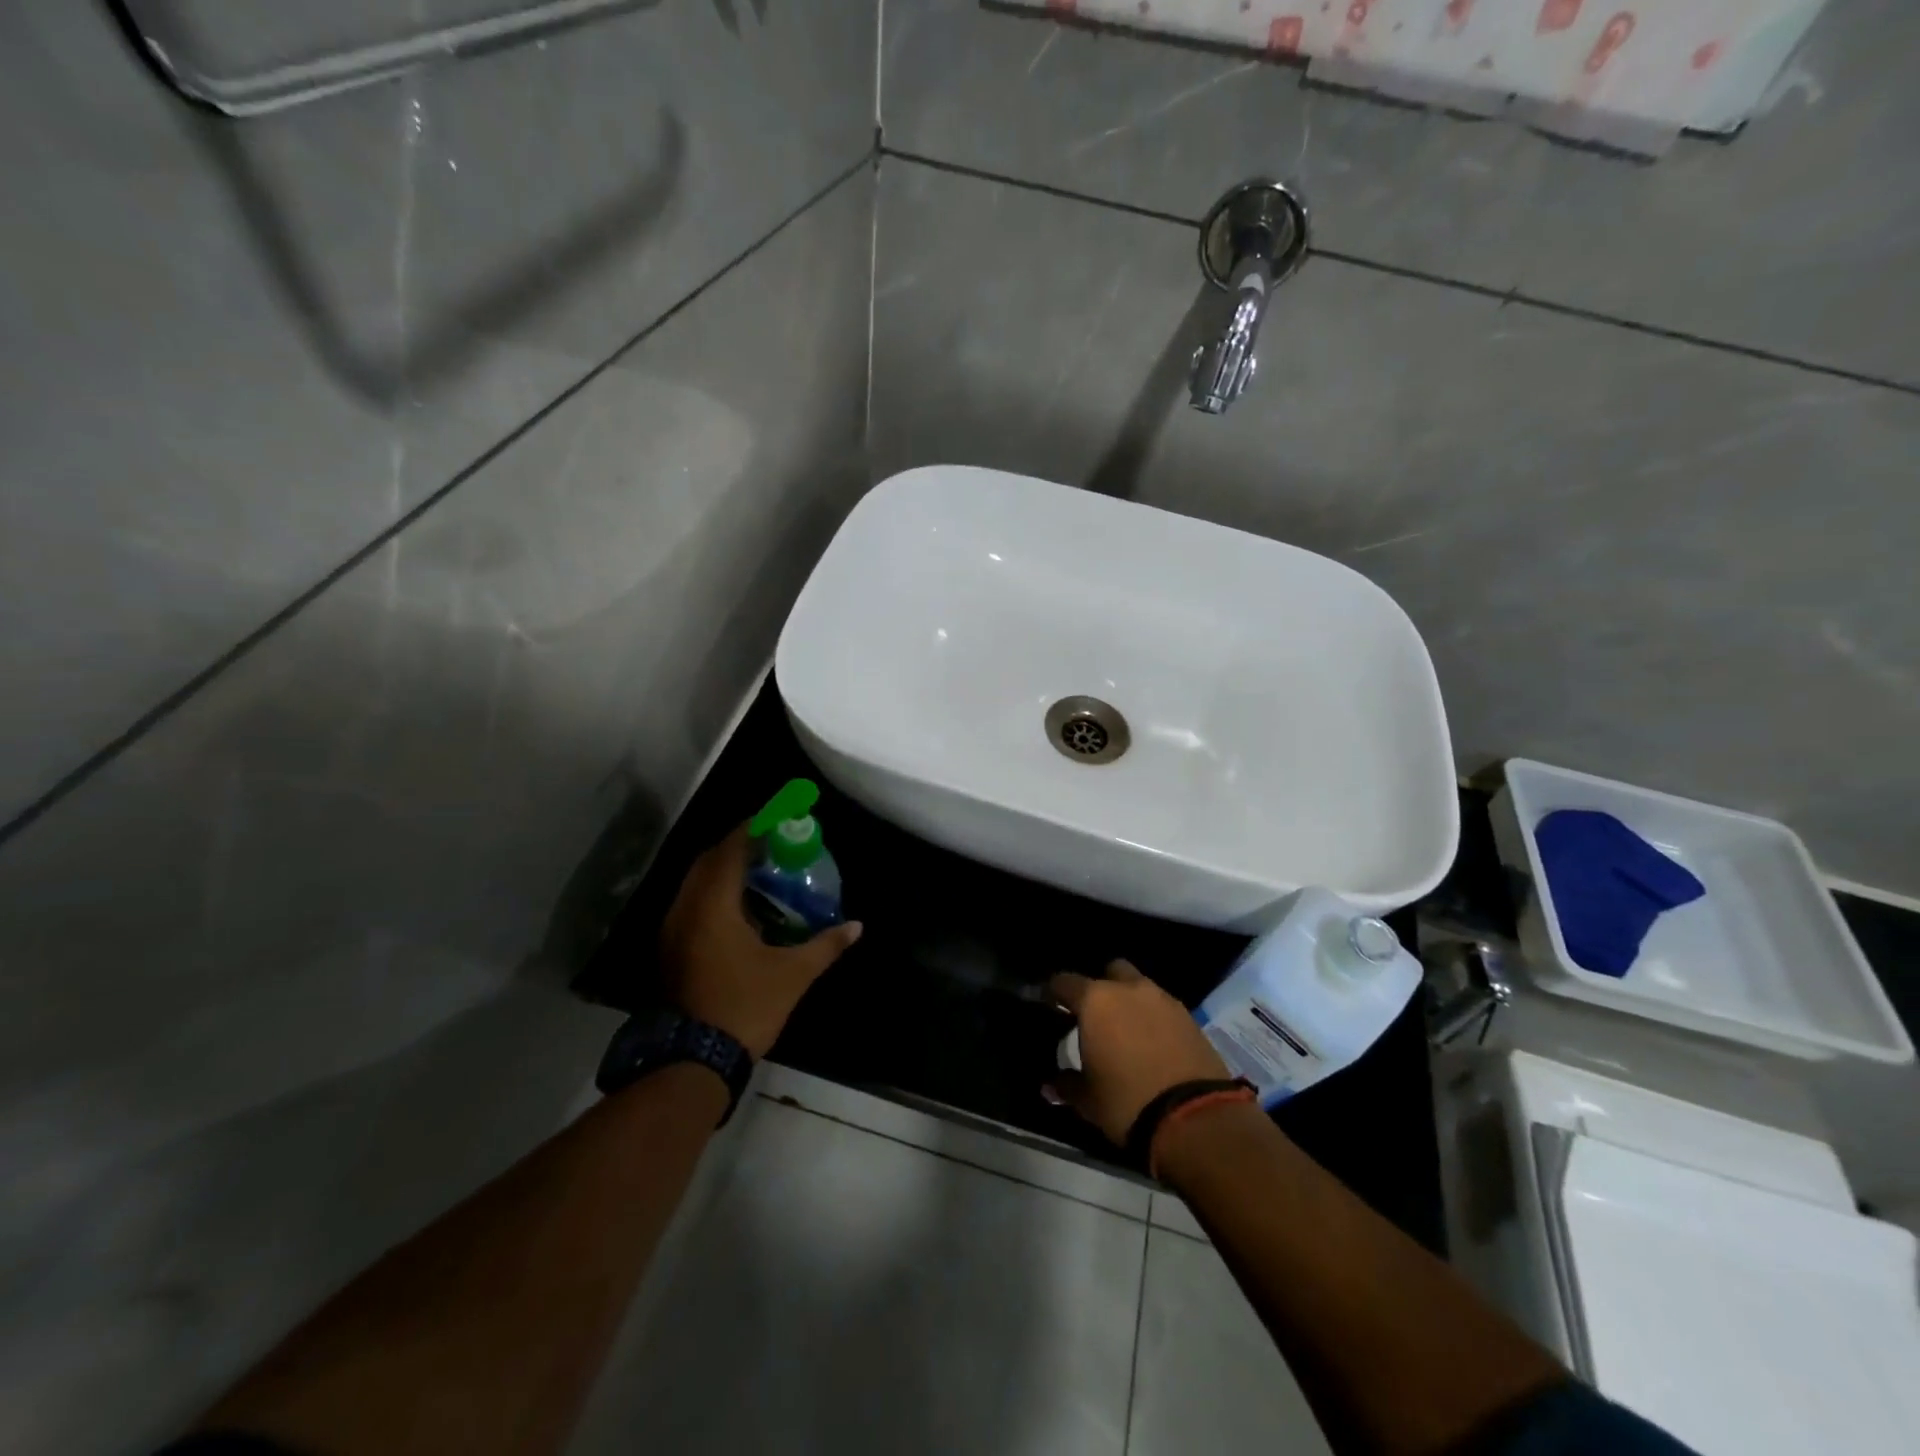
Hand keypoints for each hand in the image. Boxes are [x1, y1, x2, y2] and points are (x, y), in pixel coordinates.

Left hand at [660, 825, 862, 1058]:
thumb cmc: (744, 1007)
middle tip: (772, 843)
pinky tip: (739, 907)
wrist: (692, 1060)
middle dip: (739, 845)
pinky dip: (714, 892)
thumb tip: (857, 926)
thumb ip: (825, 945)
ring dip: (724, 869)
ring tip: (759, 870)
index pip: (731, 850)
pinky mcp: (670, 948)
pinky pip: (691, 902)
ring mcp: (672, 929)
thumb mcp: (792, 974)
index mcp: (713, 905)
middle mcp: (686, 908)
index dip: (753, 828)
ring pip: (696, 882)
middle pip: (709, 860)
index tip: (777, 817)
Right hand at [1047, 960, 1230, 1144]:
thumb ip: (1067, 1086)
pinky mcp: (1190, 1017)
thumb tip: (1052, 1085)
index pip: (1065, 982)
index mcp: (1096, 1001)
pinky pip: (1164, 1008)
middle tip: (1097, 1016)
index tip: (1050, 1004)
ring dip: (1132, 1002)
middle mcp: (1129, 990)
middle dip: (1102, 988)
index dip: (1054, 992)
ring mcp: (1164, 1000)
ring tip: (1128, 1032)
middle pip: (1111, 972)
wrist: (1194, 1119)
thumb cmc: (1127, 1103)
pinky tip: (1154, 1044)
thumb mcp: (1088, 1100)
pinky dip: (1155, 1019)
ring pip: (1141, 987)